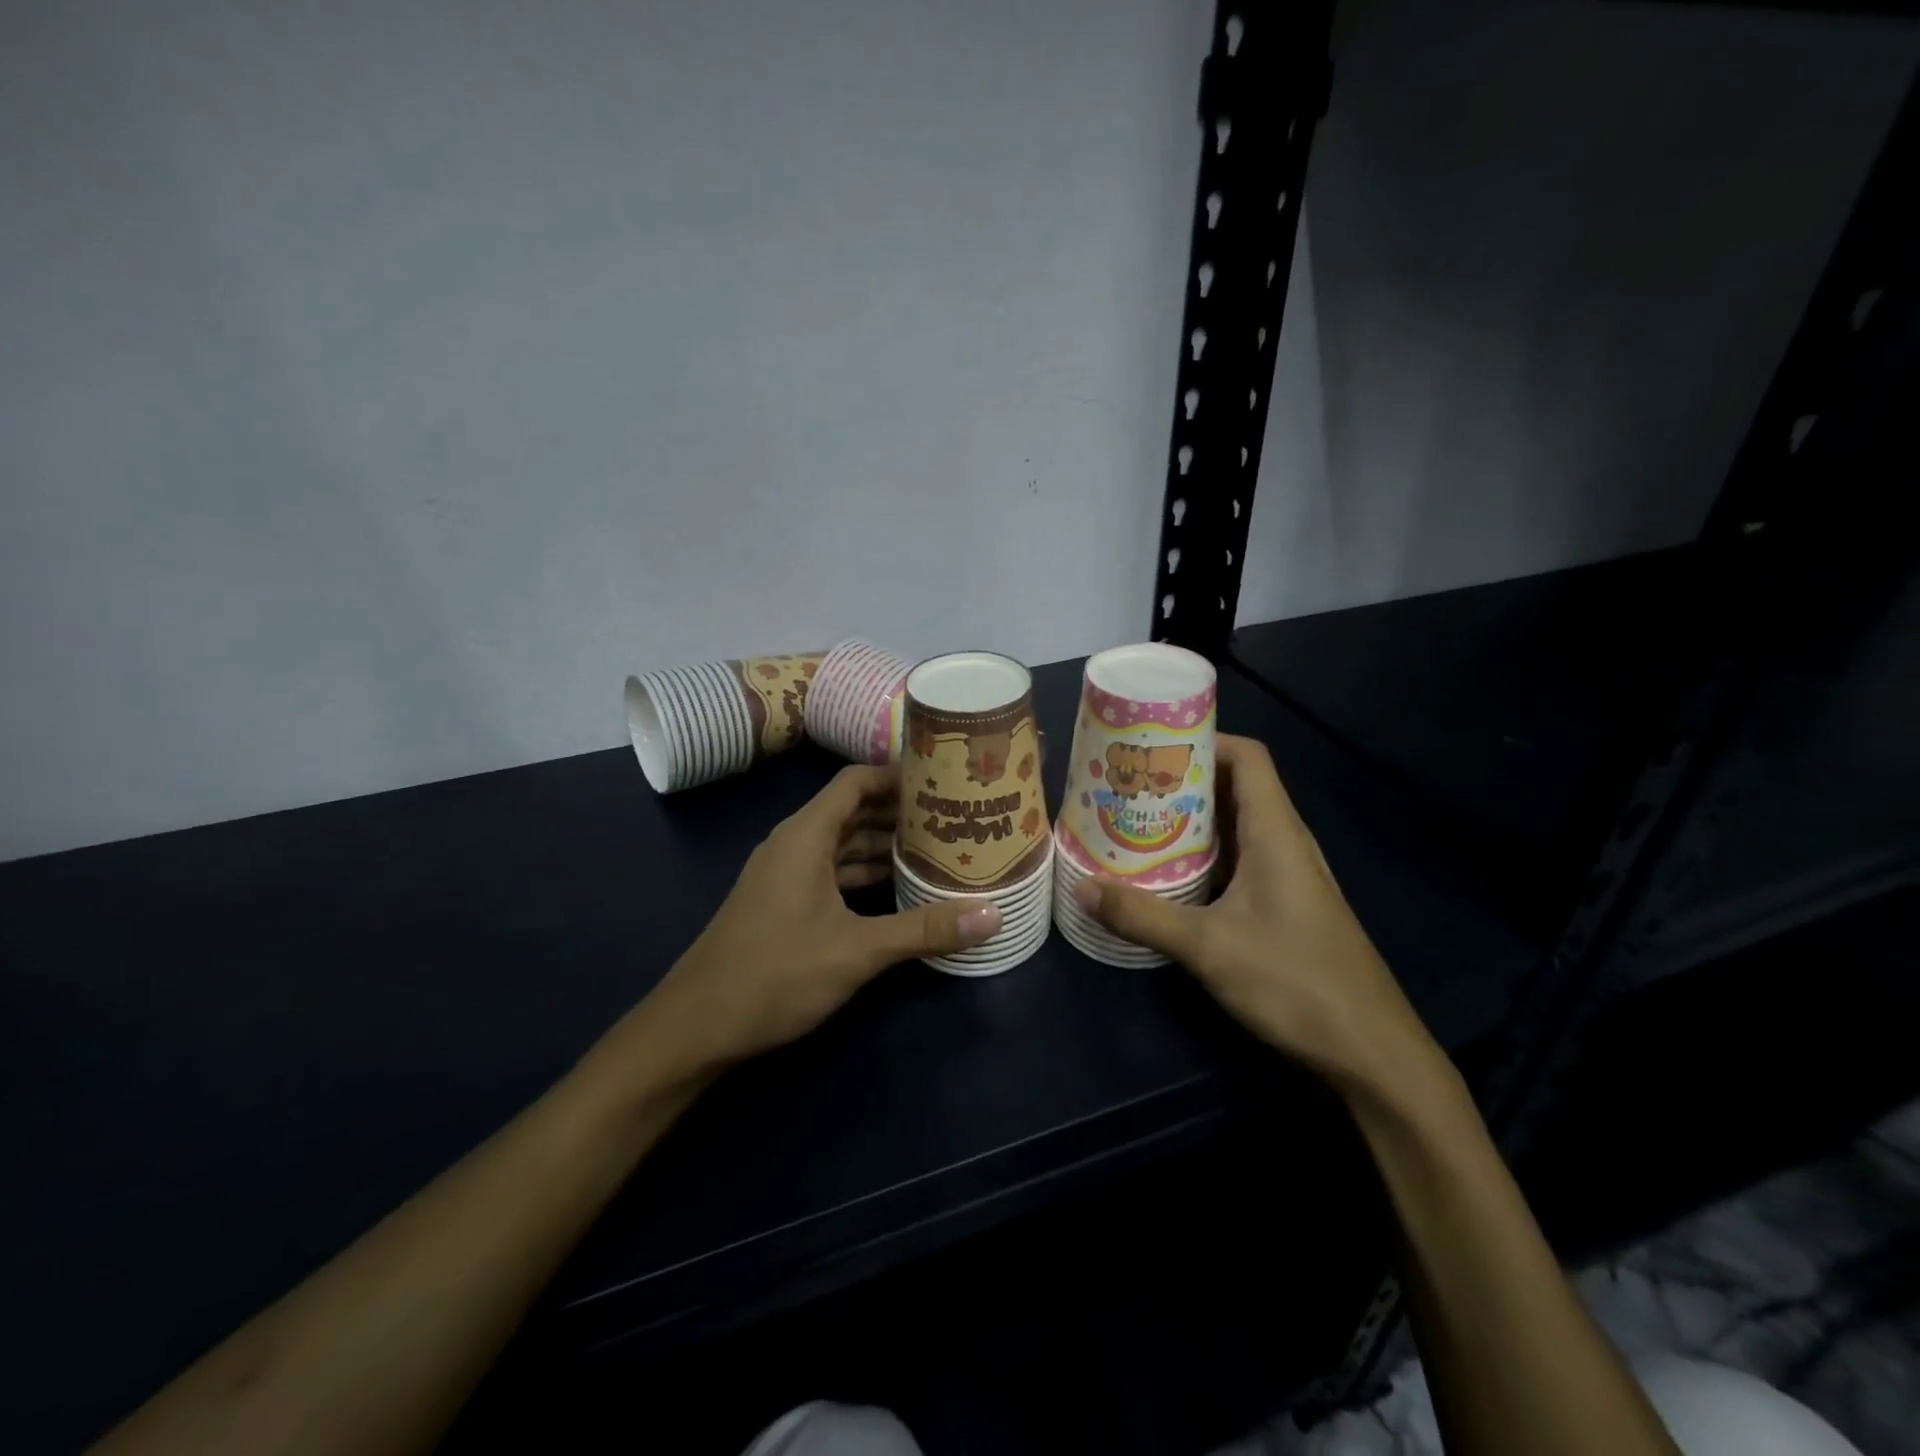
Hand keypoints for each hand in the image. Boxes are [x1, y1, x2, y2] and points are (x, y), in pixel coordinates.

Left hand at [631, 765, 1001, 1076]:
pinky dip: (867, 875)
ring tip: (940, 850)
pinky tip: (902, 891)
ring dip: (886, 847)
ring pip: (844, 846)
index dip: (896, 774)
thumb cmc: (774, 974)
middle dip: (901, 813)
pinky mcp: (786, 905)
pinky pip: (834, 875)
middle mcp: (795, 845)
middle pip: (854, 812)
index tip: (942, 777)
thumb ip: (924, 930)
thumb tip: (993, 915)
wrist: (696, 1027)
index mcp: (805, 836)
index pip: (855, 781)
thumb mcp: (856, 951)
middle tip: (955, 816)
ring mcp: (787, 876)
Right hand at [1071, 735, 1434, 1089]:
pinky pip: (1238, 860)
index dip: (1204, 739)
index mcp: (1275, 831)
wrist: (1372, 1051)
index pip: (1247, 757)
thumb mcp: (1208, 947)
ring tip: (1135, 820)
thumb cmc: (1296, 982)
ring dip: (1189, 819)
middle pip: (1234, 787)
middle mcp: (1284, 842)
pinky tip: (1167, 873)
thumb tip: (1082, 887)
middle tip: (1128, 783)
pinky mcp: (1283, 904)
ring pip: (1234, 826)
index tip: (1152, 745)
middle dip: (1182, 780)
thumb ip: (1142, 915)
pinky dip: (1202, 854)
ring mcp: (1287, 875)